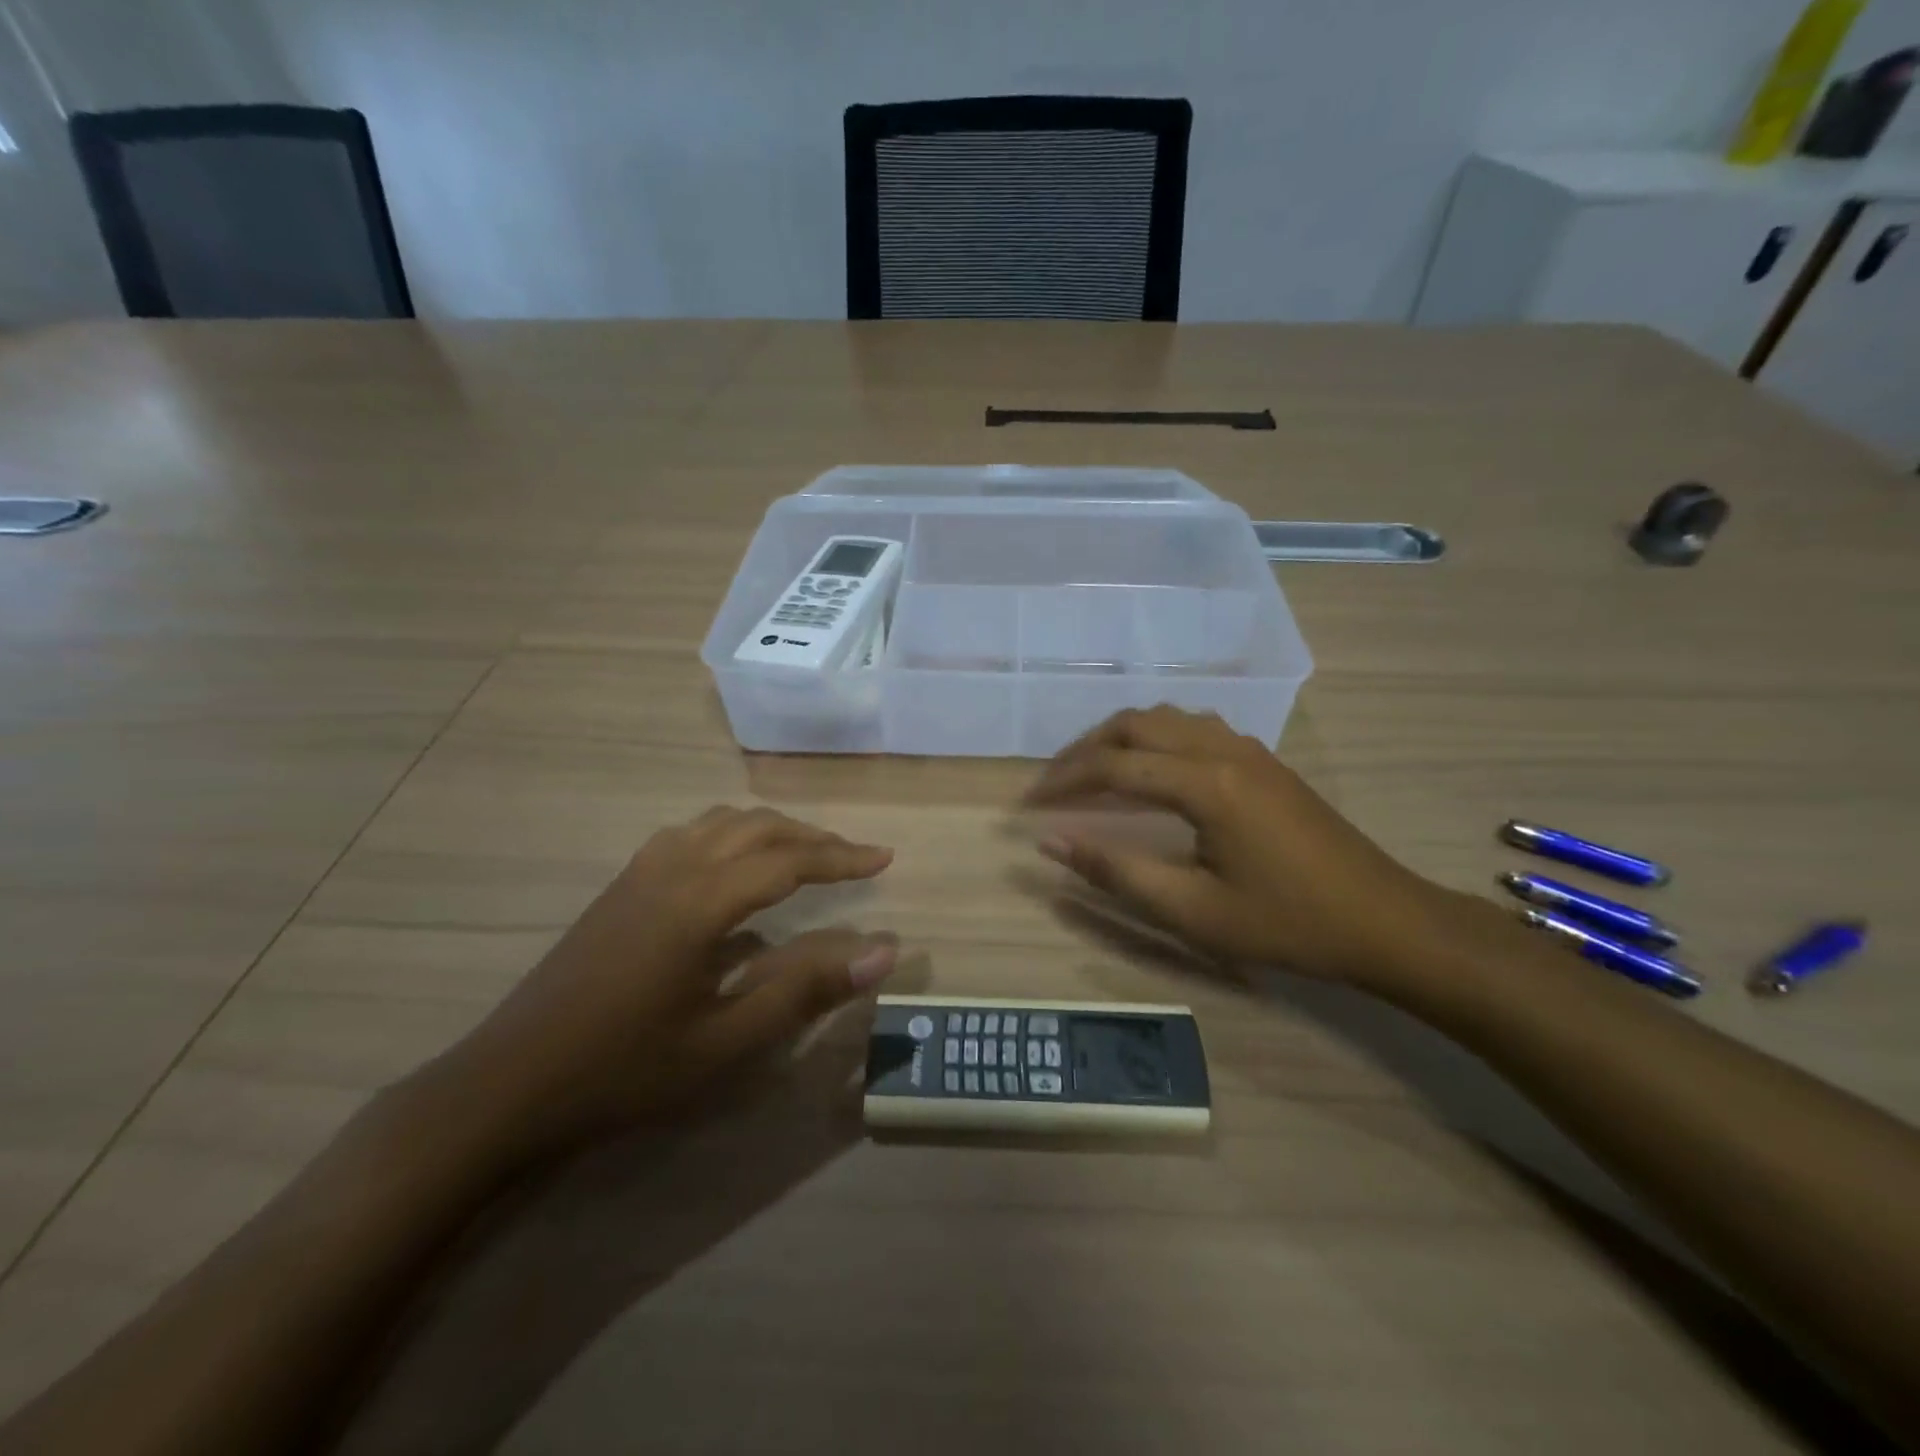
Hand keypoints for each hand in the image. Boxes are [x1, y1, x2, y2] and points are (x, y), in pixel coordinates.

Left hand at [429, 806, 898, 1156]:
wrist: (508, 1084)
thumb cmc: (624, 1069)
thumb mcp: (726, 1041)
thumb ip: (806, 988)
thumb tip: (882, 950)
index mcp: (700, 901)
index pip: (788, 860)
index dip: (841, 858)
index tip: (885, 859)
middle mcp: (673, 867)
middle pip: (758, 827)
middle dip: (813, 838)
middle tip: (854, 859)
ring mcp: (641, 871)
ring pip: (721, 822)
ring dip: (771, 830)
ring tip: (805, 856)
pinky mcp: (622, 885)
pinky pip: (691, 834)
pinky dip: (732, 834)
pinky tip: (735, 868)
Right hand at [1025, 706, 1473, 990]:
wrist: (1385, 921)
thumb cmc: (1287, 924)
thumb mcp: (1193, 911)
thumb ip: (1116, 873)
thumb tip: (1051, 843)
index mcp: (1205, 784)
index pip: (1113, 766)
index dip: (1063, 781)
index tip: (1027, 804)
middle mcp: (1222, 749)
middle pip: (1134, 724)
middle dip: (1085, 749)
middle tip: (1053, 784)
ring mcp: (1247, 749)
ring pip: (1165, 718)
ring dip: (1120, 737)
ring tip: (1092, 773)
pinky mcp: (1263, 760)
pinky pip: (1193, 727)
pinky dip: (1154, 738)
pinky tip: (1149, 770)